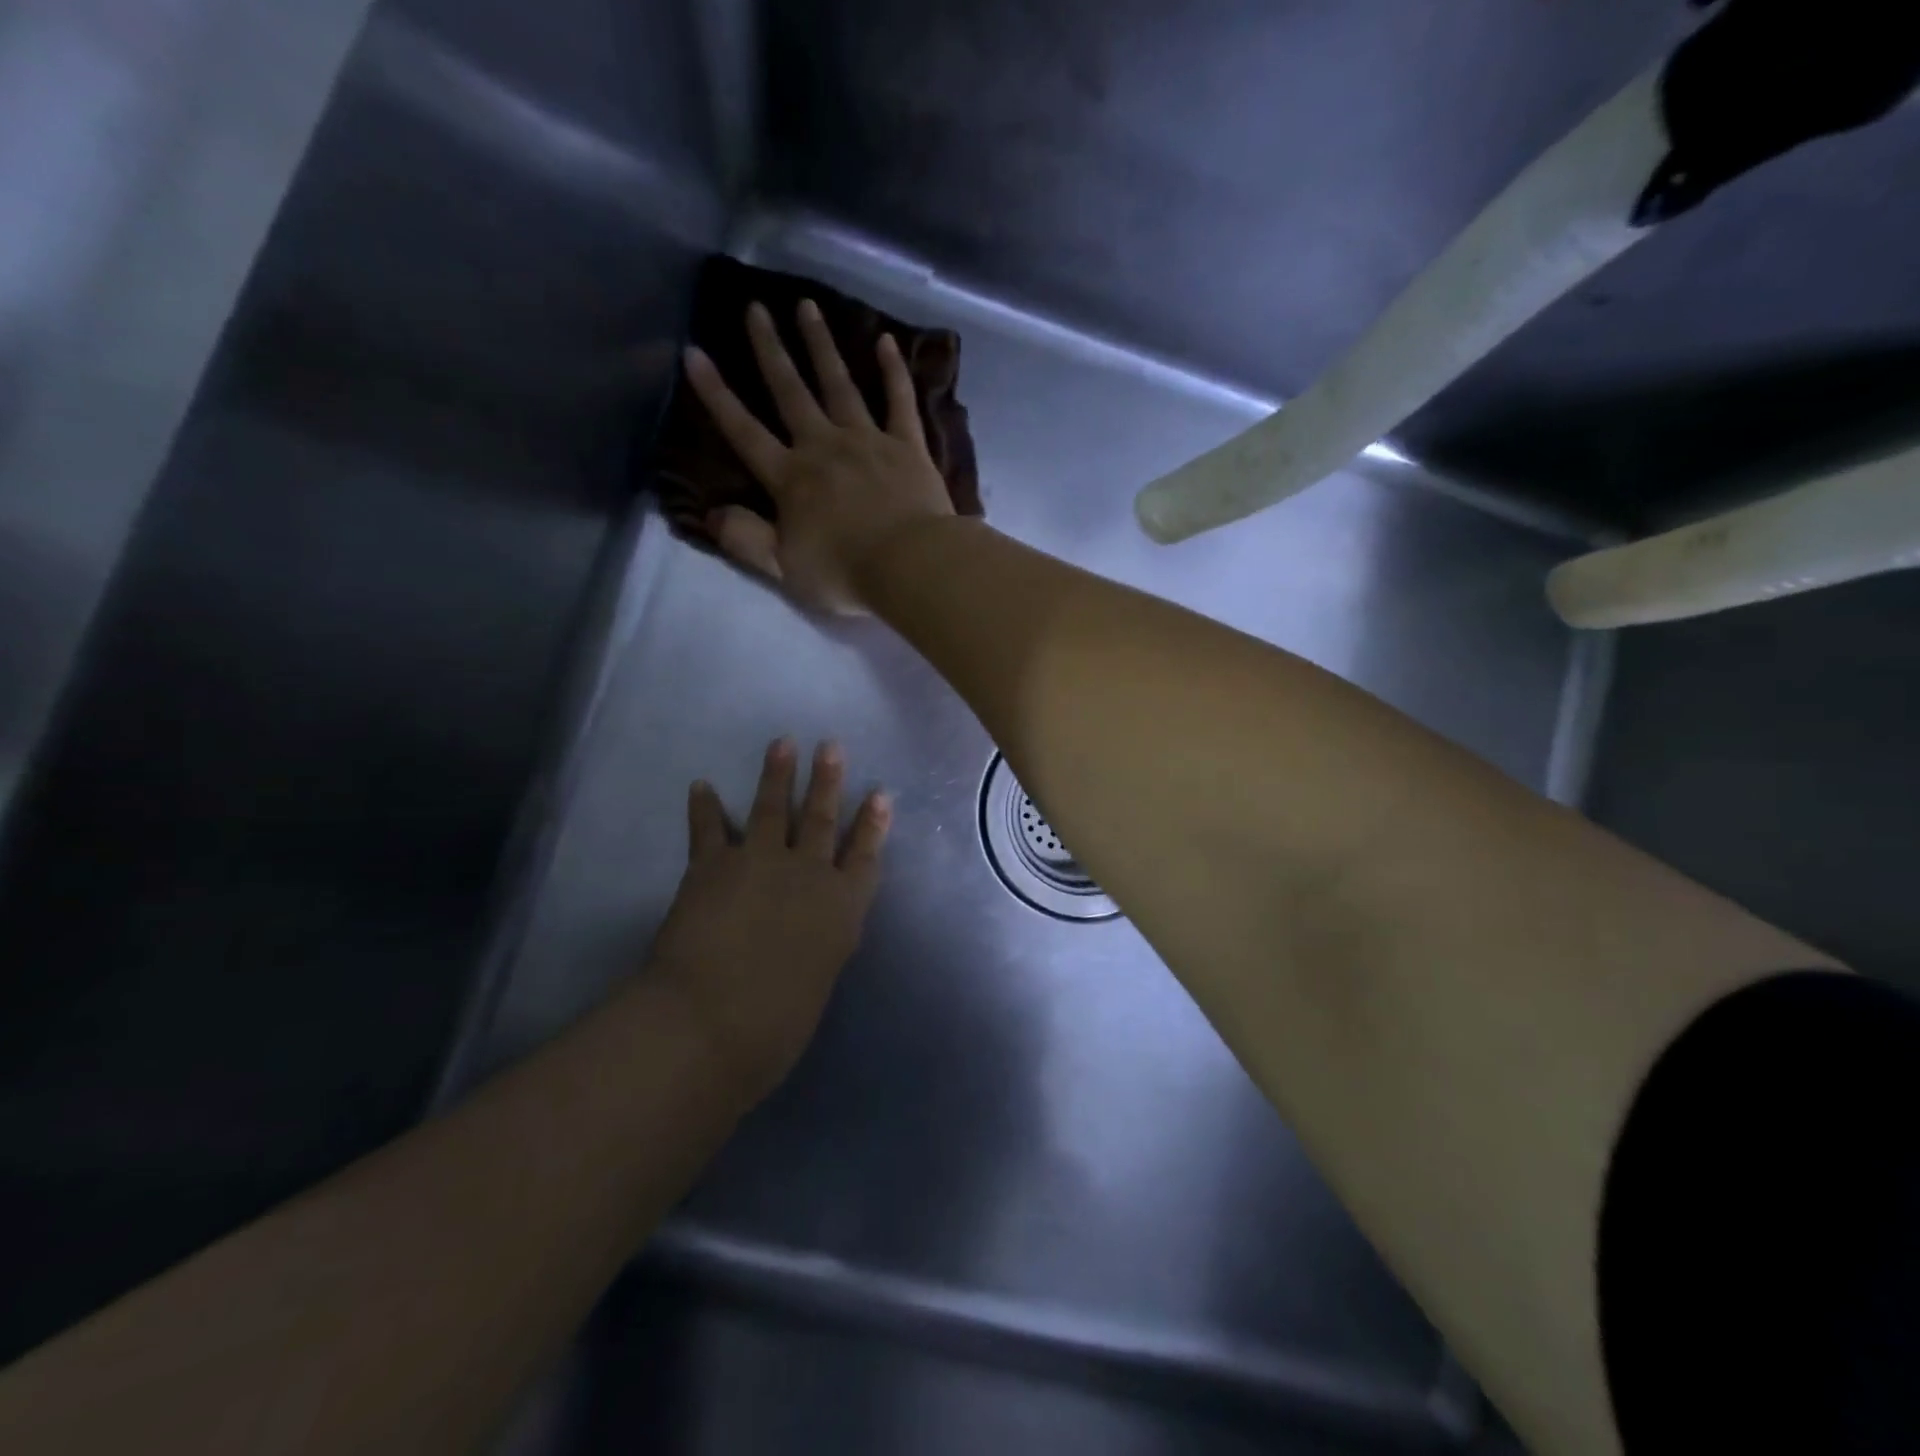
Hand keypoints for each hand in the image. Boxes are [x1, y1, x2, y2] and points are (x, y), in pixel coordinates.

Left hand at [645, 737, 891, 1104]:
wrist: (711, 1020)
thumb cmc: (775, 1025)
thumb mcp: (816, 984)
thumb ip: (817, 949)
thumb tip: (807, 938)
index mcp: (840, 909)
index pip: (863, 857)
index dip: (872, 825)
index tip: (880, 795)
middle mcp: (806, 875)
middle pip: (821, 819)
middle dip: (828, 781)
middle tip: (831, 746)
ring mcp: (759, 863)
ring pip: (772, 809)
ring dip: (776, 775)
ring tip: (782, 743)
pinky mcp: (712, 865)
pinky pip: (708, 828)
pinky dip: (703, 807)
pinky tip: (700, 785)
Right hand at [683, 299, 955, 614]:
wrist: (911, 566)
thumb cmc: (845, 573)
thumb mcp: (785, 568)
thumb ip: (747, 540)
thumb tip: (712, 515)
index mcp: (791, 479)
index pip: (744, 431)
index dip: (717, 395)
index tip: (695, 353)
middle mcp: (824, 447)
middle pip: (791, 391)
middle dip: (770, 349)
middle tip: (756, 308)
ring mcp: (868, 441)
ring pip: (840, 384)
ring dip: (822, 345)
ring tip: (808, 306)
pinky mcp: (908, 446)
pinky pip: (900, 400)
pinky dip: (894, 371)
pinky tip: (887, 341)